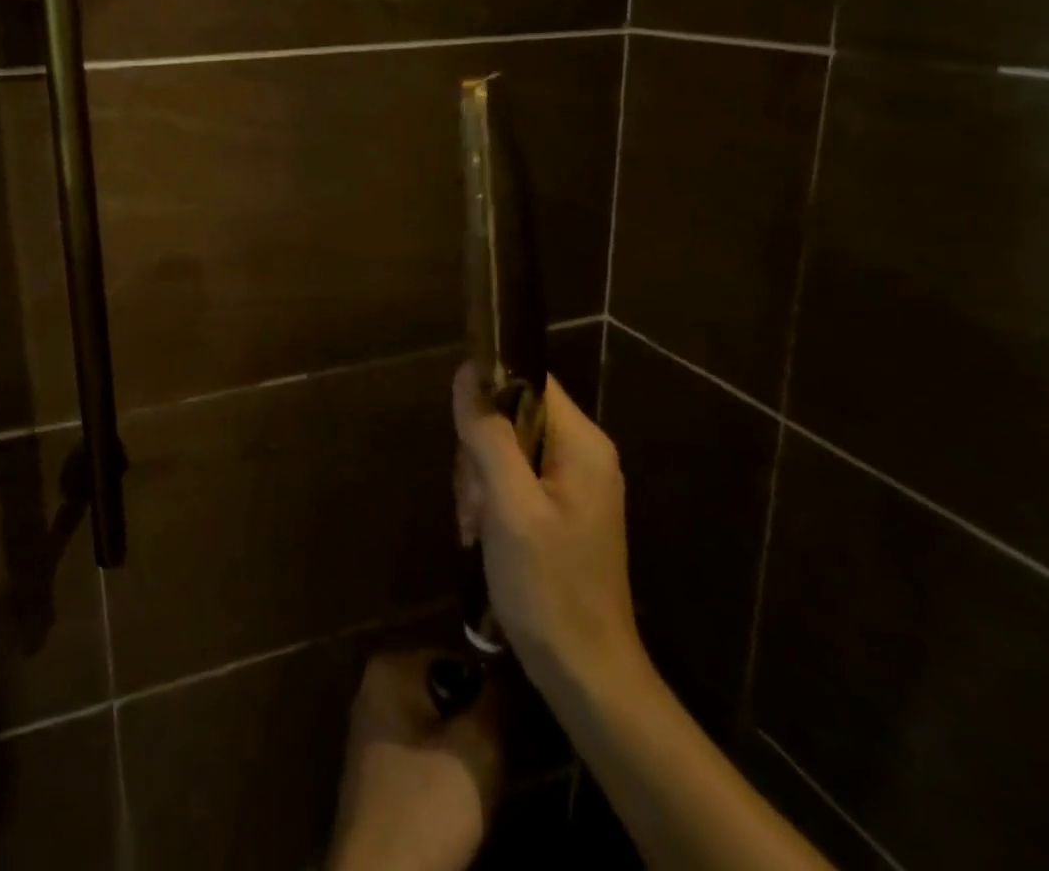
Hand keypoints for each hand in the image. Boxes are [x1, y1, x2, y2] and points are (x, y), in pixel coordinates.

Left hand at [327, 650, 503, 870]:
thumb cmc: (426, 808)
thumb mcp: (476, 750)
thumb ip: (495, 700)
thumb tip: (506, 669)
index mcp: (392, 667)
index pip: (460, 660)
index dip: (491, 694)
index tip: (512, 730)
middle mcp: (376, 687)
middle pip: (447, 694)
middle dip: (476, 725)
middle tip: (499, 763)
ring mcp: (373, 730)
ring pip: (438, 728)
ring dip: (464, 754)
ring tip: (482, 787)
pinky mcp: (378, 771)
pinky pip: (424, 756)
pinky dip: (445, 774)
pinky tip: (459, 809)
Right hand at [453, 365, 645, 700]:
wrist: (586, 676)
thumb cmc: (549, 588)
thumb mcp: (509, 506)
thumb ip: (489, 435)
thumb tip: (467, 373)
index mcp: (582, 444)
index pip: (530, 379)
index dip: (489, 388)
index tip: (461, 429)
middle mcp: (582, 454)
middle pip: (512, 416)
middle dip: (479, 452)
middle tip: (472, 499)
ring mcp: (572, 485)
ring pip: (505, 449)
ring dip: (479, 482)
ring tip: (474, 526)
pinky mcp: (559, 510)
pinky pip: (513, 480)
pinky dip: (490, 501)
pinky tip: (480, 535)